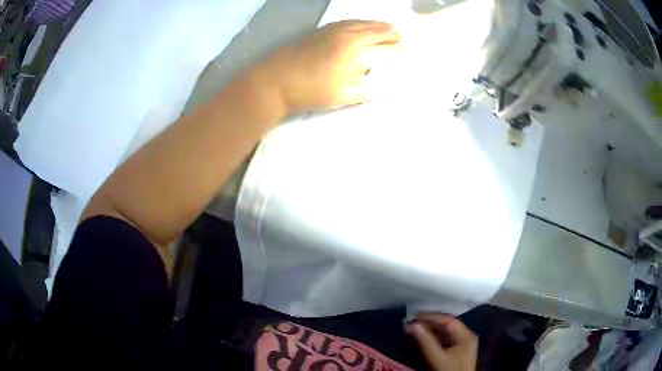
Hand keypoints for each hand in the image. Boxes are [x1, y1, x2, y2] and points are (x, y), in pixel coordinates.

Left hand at [255, 20, 401, 113]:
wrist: (274, 82)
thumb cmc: (311, 90)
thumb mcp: (343, 95)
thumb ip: (367, 90)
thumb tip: (386, 88)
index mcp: (351, 44)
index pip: (377, 35)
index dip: (391, 37)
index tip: (402, 40)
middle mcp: (340, 32)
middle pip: (366, 25)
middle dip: (383, 28)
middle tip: (395, 32)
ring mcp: (325, 31)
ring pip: (352, 22)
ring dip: (368, 23)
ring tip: (378, 27)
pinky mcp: (313, 33)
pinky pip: (340, 23)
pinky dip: (352, 23)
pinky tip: (352, 27)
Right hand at [406, 313, 477, 370]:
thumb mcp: (436, 357)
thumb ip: (425, 341)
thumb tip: (412, 325)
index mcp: (465, 334)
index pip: (447, 319)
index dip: (429, 316)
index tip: (413, 316)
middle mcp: (467, 335)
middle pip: (448, 324)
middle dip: (429, 322)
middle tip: (412, 322)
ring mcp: (465, 342)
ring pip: (447, 331)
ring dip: (432, 329)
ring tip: (416, 329)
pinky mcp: (461, 350)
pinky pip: (448, 338)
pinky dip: (436, 337)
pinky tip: (426, 338)